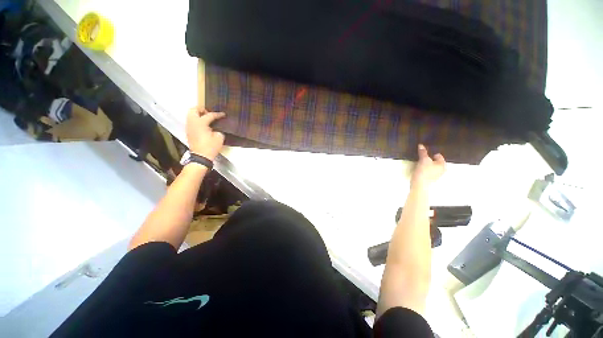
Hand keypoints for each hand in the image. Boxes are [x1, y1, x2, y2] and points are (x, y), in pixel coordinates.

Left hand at [185, 108, 225, 160]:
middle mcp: (192, 122)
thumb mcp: (219, 137)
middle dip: (202, 109)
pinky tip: (204, 125)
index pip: (210, 115)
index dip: (218, 114)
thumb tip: (216, 128)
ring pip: (190, 115)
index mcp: (200, 123)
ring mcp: (189, 127)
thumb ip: (218, 130)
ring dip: (198, 115)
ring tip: (206, 119)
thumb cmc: (210, 147)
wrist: (201, 157)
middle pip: (194, 110)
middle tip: (209, 113)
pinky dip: (196, 120)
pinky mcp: (188, 132)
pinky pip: (191, 121)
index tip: (223, 115)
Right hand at [411, 144, 445, 187]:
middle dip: (428, 159)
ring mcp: (435, 175)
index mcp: (443, 165)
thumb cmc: (424, 172)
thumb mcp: (423, 160)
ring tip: (419, 163)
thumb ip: (423, 152)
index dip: (431, 153)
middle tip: (421, 157)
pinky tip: (419, 169)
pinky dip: (423, 169)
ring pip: (430, 166)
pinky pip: (427, 171)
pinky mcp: (429, 179)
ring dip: (425, 164)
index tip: (424, 152)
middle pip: (434, 161)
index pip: (438, 156)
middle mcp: (441, 170)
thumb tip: (421, 145)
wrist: (419, 185)